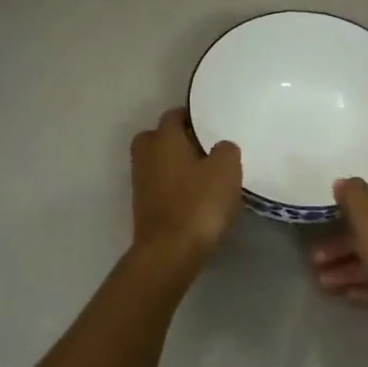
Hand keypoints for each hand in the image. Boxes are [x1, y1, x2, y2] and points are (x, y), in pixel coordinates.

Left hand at [130, 108, 241, 272]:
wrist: (170, 251)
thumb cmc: (198, 203)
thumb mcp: (226, 169)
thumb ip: (226, 150)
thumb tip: (220, 148)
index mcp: (163, 138)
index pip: (174, 115)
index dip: (193, 117)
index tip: (212, 125)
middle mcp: (146, 155)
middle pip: (159, 137)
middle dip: (178, 140)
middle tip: (205, 149)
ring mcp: (140, 182)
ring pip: (158, 163)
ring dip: (176, 165)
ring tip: (204, 176)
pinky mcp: (143, 207)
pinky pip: (160, 186)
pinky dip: (174, 187)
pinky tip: (195, 198)